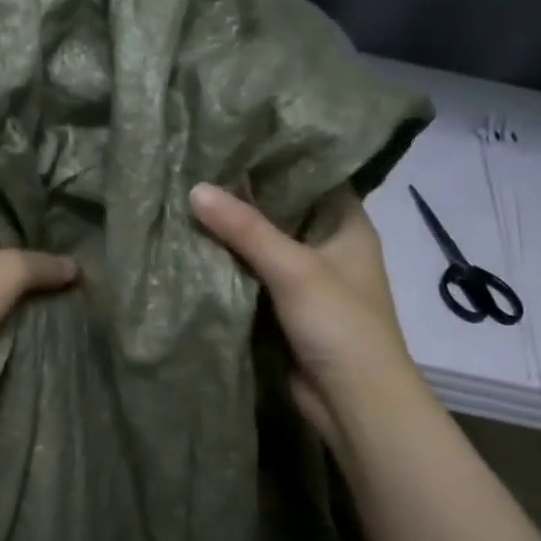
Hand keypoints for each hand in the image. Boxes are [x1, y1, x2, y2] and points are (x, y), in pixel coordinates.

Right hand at [190, 182, 416, 445]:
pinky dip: (231, 265)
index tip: (234, 140)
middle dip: (245, 196)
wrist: (353, 400)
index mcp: (347, 225)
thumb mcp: (293, 268)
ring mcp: (307, 279)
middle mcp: (329, 245)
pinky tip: (196, 247)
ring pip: (264, 245)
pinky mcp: (285, 308)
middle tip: (198, 167)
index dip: (278, 157)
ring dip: (233, 232)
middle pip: (283, 210)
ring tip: (188, 198)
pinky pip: (253, 276)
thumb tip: (195, 189)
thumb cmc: (340, 323)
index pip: (313, 176)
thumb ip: (245, 229)